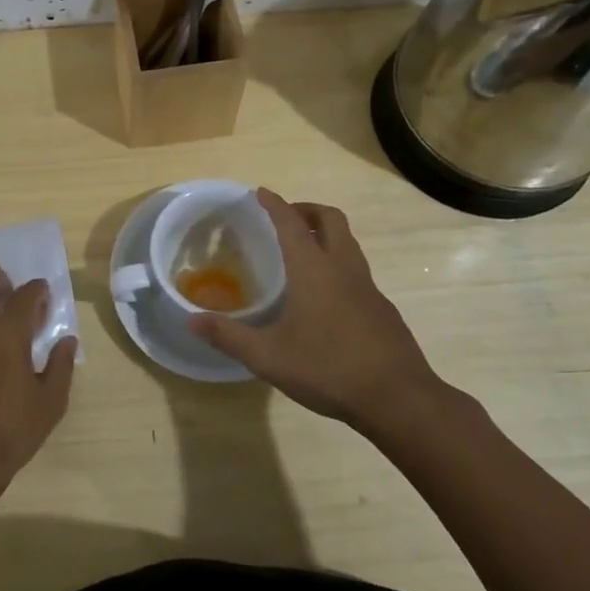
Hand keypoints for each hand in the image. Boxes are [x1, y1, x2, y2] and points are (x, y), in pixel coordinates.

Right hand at [191, 189, 441, 431]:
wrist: (398, 398)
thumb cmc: (328, 368)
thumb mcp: (268, 357)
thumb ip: (228, 336)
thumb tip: (191, 320)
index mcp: (314, 269)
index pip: (291, 223)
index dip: (275, 204)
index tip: (261, 192)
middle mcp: (343, 268)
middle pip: (330, 219)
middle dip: (306, 210)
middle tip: (285, 219)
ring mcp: (368, 287)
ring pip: (348, 243)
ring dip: (325, 234)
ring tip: (302, 252)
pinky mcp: (382, 308)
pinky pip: (356, 270)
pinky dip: (338, 263)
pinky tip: (325, 296)